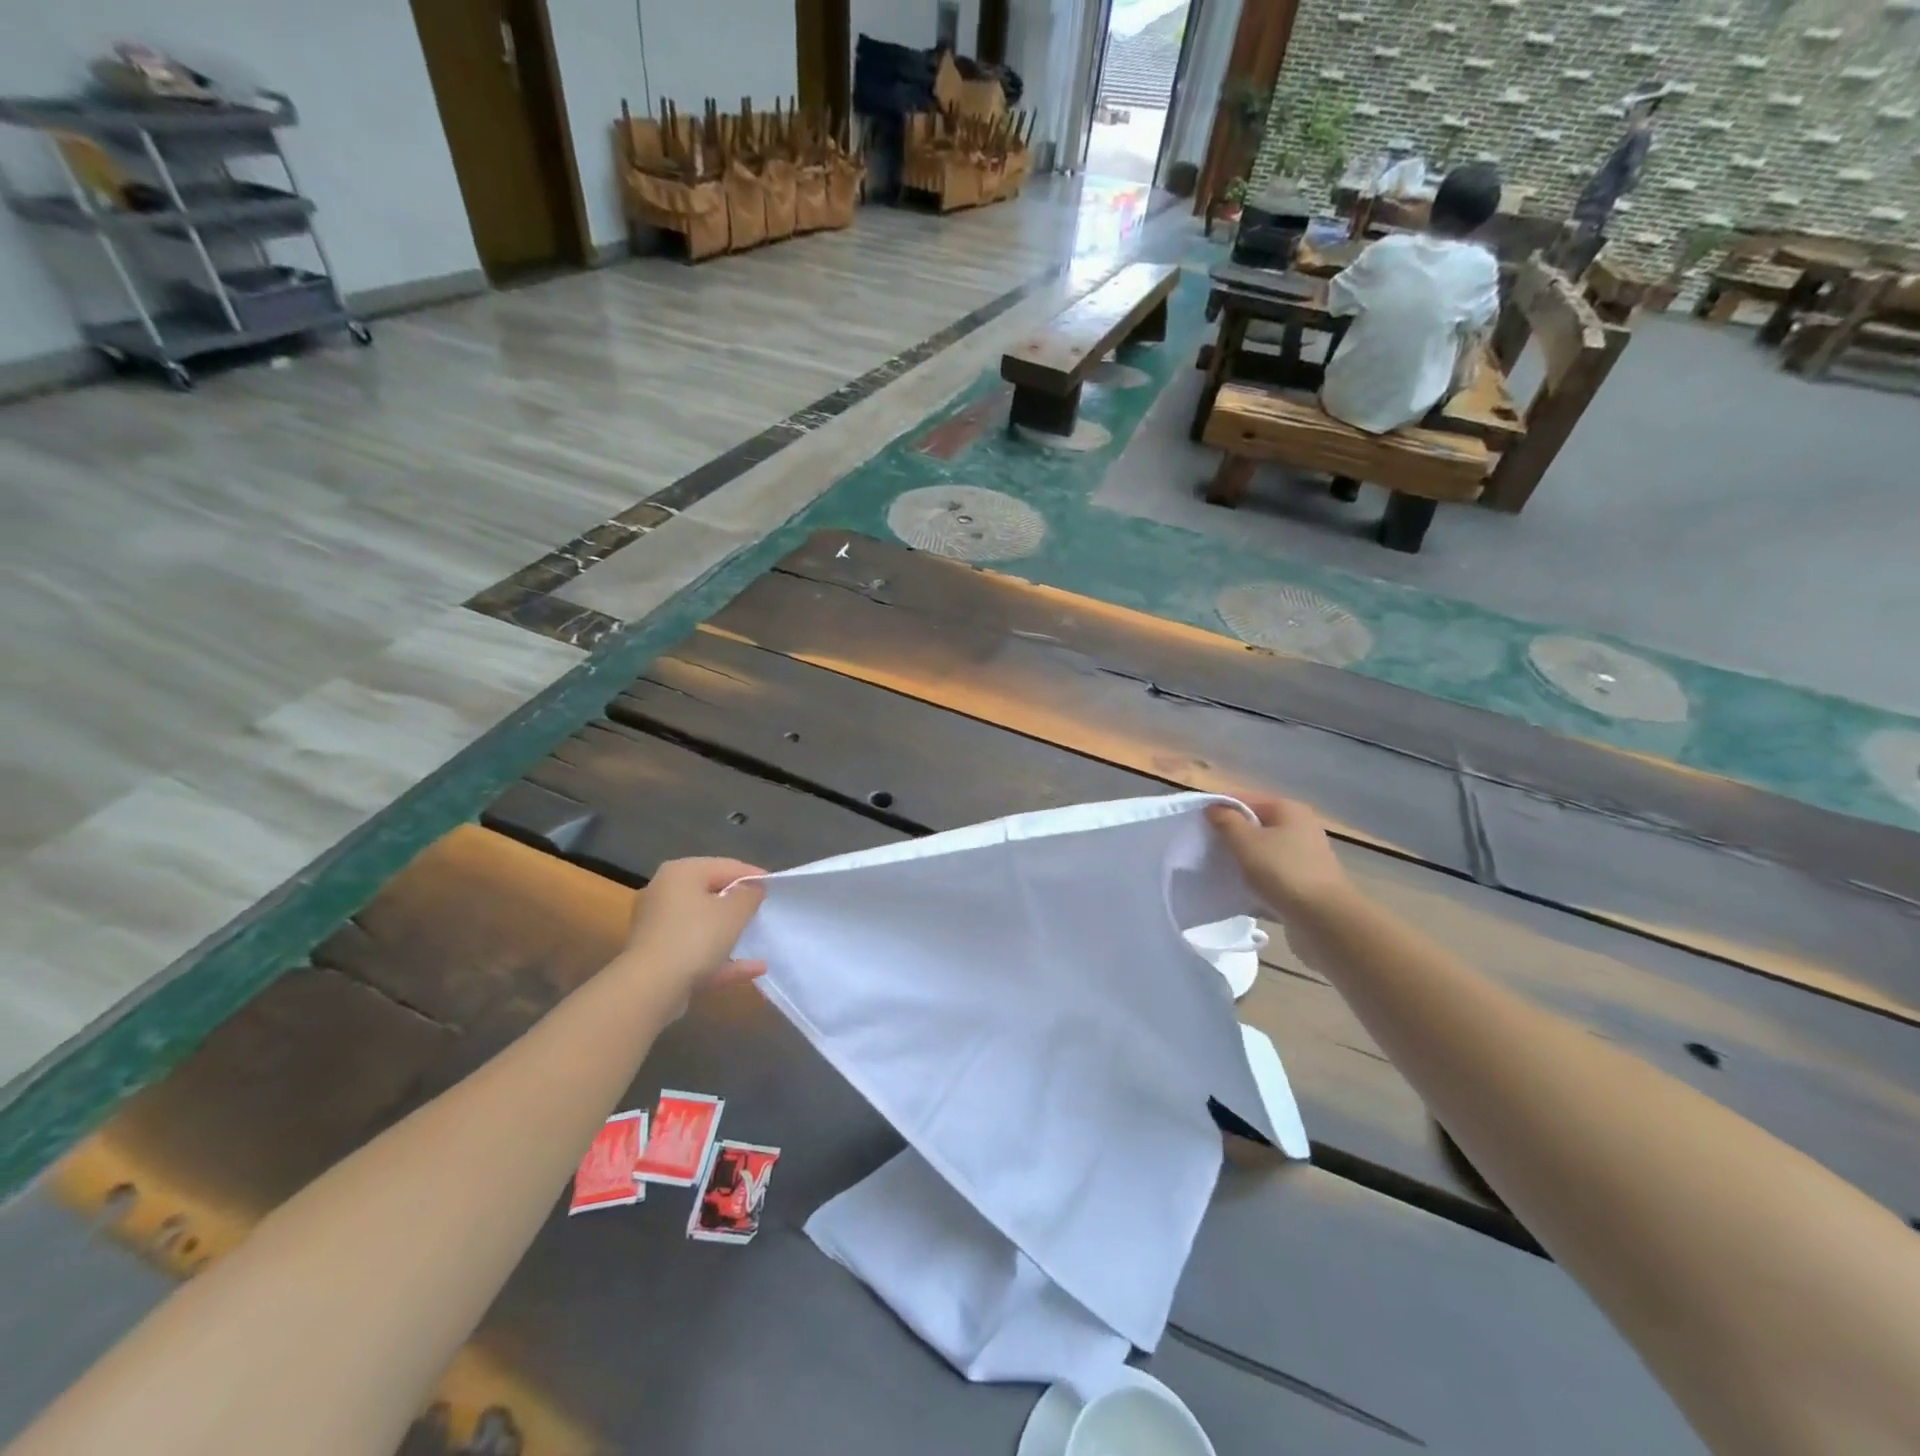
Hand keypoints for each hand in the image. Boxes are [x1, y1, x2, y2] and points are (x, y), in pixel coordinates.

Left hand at [623, 858, 767, 999]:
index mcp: (680, 873)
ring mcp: (657, 928)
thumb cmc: (695, 937)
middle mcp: (663, 893)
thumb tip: (752, 889)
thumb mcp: (734, 911)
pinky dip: (721, 958)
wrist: (650, 988)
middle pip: (709, 894)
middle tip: (763, 910)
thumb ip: (749, 895)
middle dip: (737, 904)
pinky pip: (696, 952)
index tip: (775, 887)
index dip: (753, 875)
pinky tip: (753, 969)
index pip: (725, 866)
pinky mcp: (657, 958)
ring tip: (757, 938)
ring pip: (702, 925)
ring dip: (730, 933)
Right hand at [1207, 794, 1353, 920]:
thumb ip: (1226, 821)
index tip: (1196, 826)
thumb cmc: (1283, 873)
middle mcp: (1300, 828)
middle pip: (1254, 826)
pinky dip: (1255, 882)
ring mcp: (1304, 857)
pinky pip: (1271, 876)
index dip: (1219, 809)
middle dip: (1229, 837)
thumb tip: (1213, 807)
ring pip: (1262, 852)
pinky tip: (1238, 892)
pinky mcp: (1304, 884)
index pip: (1245, 799)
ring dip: (1241, 861)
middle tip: (1204, 850)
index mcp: (1288, 810)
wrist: (1325, 921)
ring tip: (1217, 872)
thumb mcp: (1246, 842)